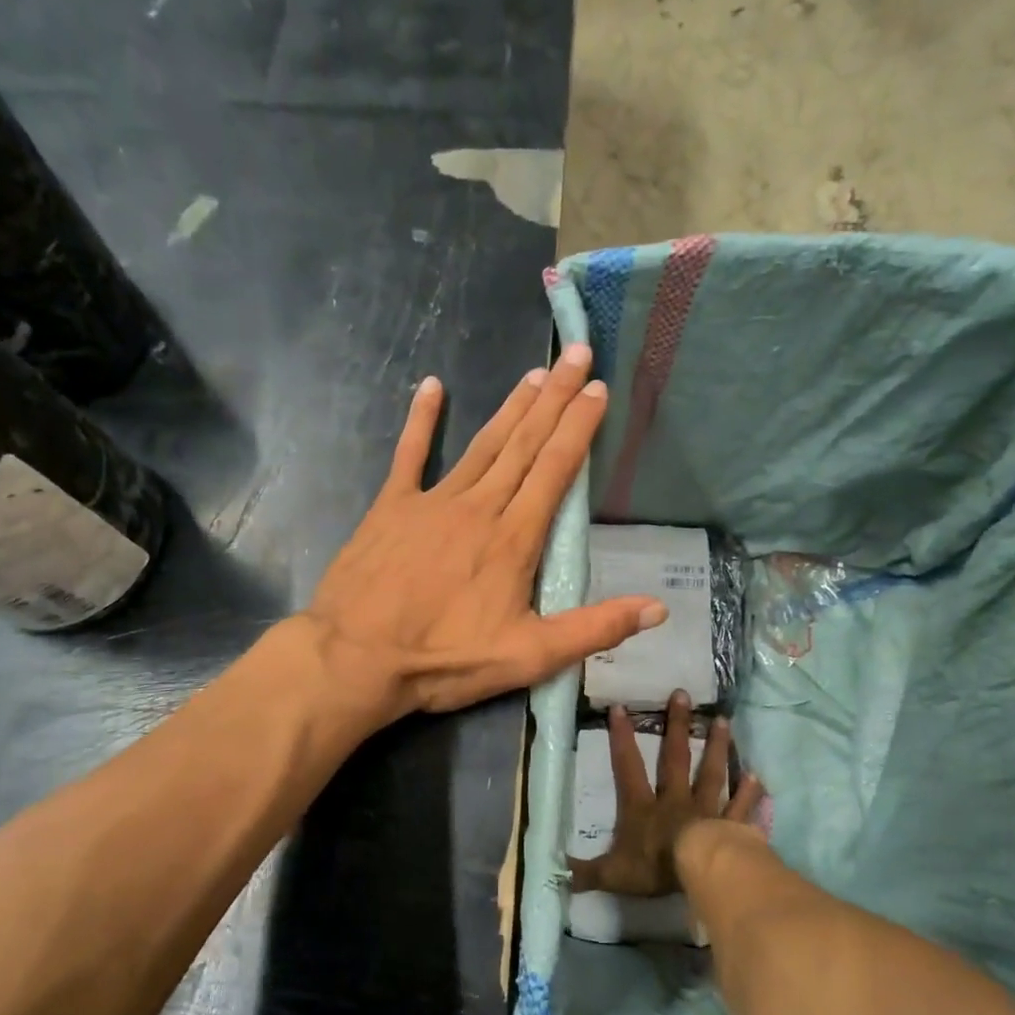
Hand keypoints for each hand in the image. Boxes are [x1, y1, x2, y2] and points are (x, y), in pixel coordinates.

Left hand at [307, 345, 668, 720]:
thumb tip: (657, 608)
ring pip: (481, 445)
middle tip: (575, 355)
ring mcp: (432, 502)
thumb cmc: (445, 660)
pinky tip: (430, 387)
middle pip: (524, 444)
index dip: (578, 428)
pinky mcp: (390, 508)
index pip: (555, 470)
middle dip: (554, 398)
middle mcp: (478, 507)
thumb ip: (595, 629)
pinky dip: (421, 421)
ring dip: (510, 407)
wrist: (356, 658)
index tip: (597, 389)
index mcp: (514, 539)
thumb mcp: (530, 657)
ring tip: (534, 374)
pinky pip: (409, 455)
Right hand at [570, 690, 763, 896]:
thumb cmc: (656, 868)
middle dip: (677, 726)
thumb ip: (587, 872)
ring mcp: (706, 810)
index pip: (628, 768)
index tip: (620, 708)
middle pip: (675, 759)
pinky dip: (749, 793)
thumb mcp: (613, 874)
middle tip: (682, 695)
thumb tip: (558, 872)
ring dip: (716, 747)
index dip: (622, 739)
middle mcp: (675, 800)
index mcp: (643, 808)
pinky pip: (741, 808)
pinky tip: (757, 775)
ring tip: (723, 721)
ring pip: (711, 773)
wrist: (701, 871)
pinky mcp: (732, 826)